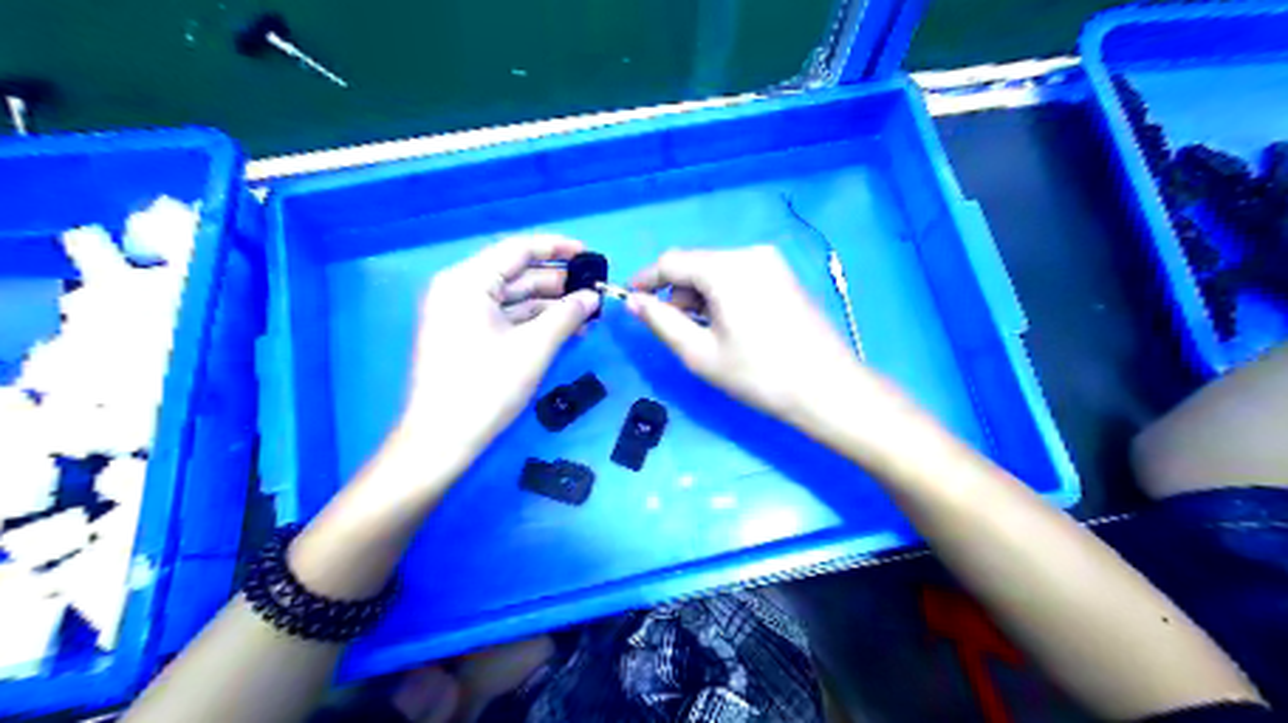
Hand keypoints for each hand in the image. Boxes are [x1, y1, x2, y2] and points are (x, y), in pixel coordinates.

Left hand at [402, 235, 601, 464]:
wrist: (441, 440)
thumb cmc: (486, 387)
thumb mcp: (534, 347)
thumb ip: (567, 314)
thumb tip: (593, 296)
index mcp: (467, 281)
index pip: (518, 250)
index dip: (558, 249)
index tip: (590, 255)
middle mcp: (460, 290)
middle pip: (516, 274)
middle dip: (557, 283)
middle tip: (595, 290)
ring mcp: (461, 315)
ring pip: (513, 299)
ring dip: (550, 305)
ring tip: (588, 313)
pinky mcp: (466, 337)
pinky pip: (505, 319)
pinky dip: (534, 322)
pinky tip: (565, 330)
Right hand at [632, 245, 898, 431]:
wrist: (827, 388)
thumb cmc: (759, 374)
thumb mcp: (700, 353)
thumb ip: (661, 322)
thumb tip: (634, 302)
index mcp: (726, 268)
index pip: (671, 261)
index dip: (645, 279)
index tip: (629, 299)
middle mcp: (749, 254)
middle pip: (696, 264)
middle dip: (677, 293)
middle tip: (675, 331)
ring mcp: (772, 263)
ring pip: (718, 271)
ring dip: (700, 296)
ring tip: (705, 335)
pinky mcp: (785, 276)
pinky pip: (740, 277)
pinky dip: (723, 296)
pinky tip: (730, 327)